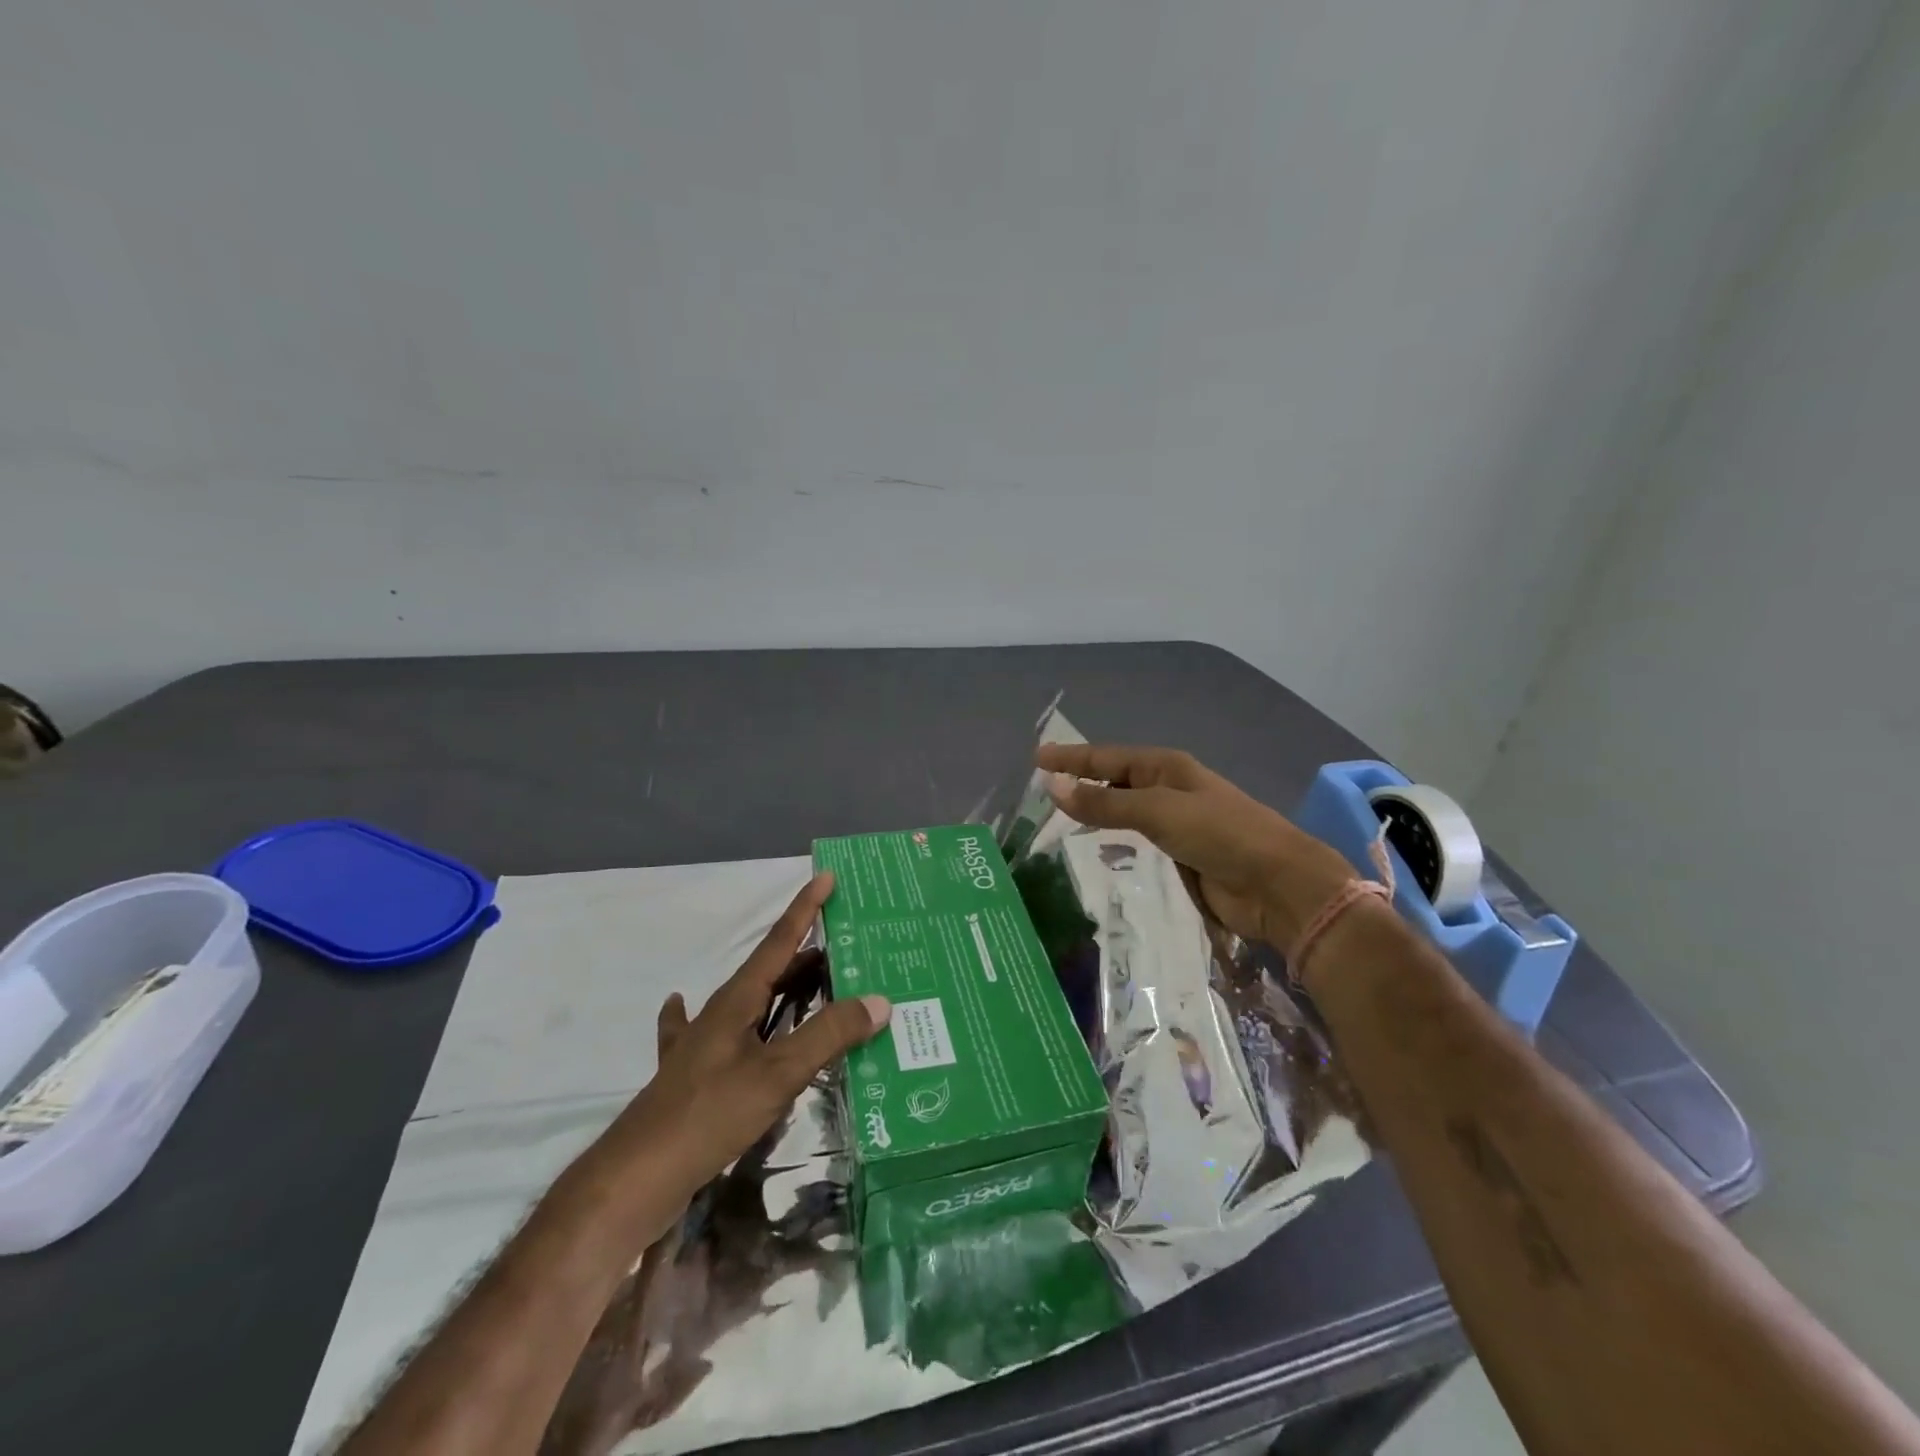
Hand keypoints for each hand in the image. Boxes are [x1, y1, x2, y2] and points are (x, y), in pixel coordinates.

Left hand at [602, 872, 887, 1196]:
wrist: (635, 1177)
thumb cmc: (709, 1114)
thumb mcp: (777, 1074)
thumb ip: (828, 1036)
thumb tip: (879, 1000)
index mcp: (738, 1000)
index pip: (779, 942)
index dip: (804, 910)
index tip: (826, 878)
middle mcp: (719, 1012)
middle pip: (768, 970)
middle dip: (805, 954)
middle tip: (845, 947)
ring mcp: (701, 1043)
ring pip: (748, 1000)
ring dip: (779, 986)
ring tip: (810, 981)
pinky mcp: (692, 1074)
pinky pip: (712, 1033)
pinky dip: (715, 1018)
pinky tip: (683, 1007)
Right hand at [1037, 744, 1353, 951]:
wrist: (1278, 884)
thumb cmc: (1219, 834)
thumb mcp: (1157, 811)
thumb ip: (1104, 802)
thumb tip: (1052, 786)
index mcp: (1166, 767)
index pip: (1107, 757)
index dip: (1071, 758)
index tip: (1036, 759)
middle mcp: (1169, 789)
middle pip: (1116, 781)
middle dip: (1082, 782)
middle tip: (1043, 790)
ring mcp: (1177, 823)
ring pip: (1125, 812)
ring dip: (1097, 812)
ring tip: (1061, 819)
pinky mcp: (1181, 855)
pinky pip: (1137, 842)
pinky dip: (1114, 842)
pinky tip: (1096, 850)